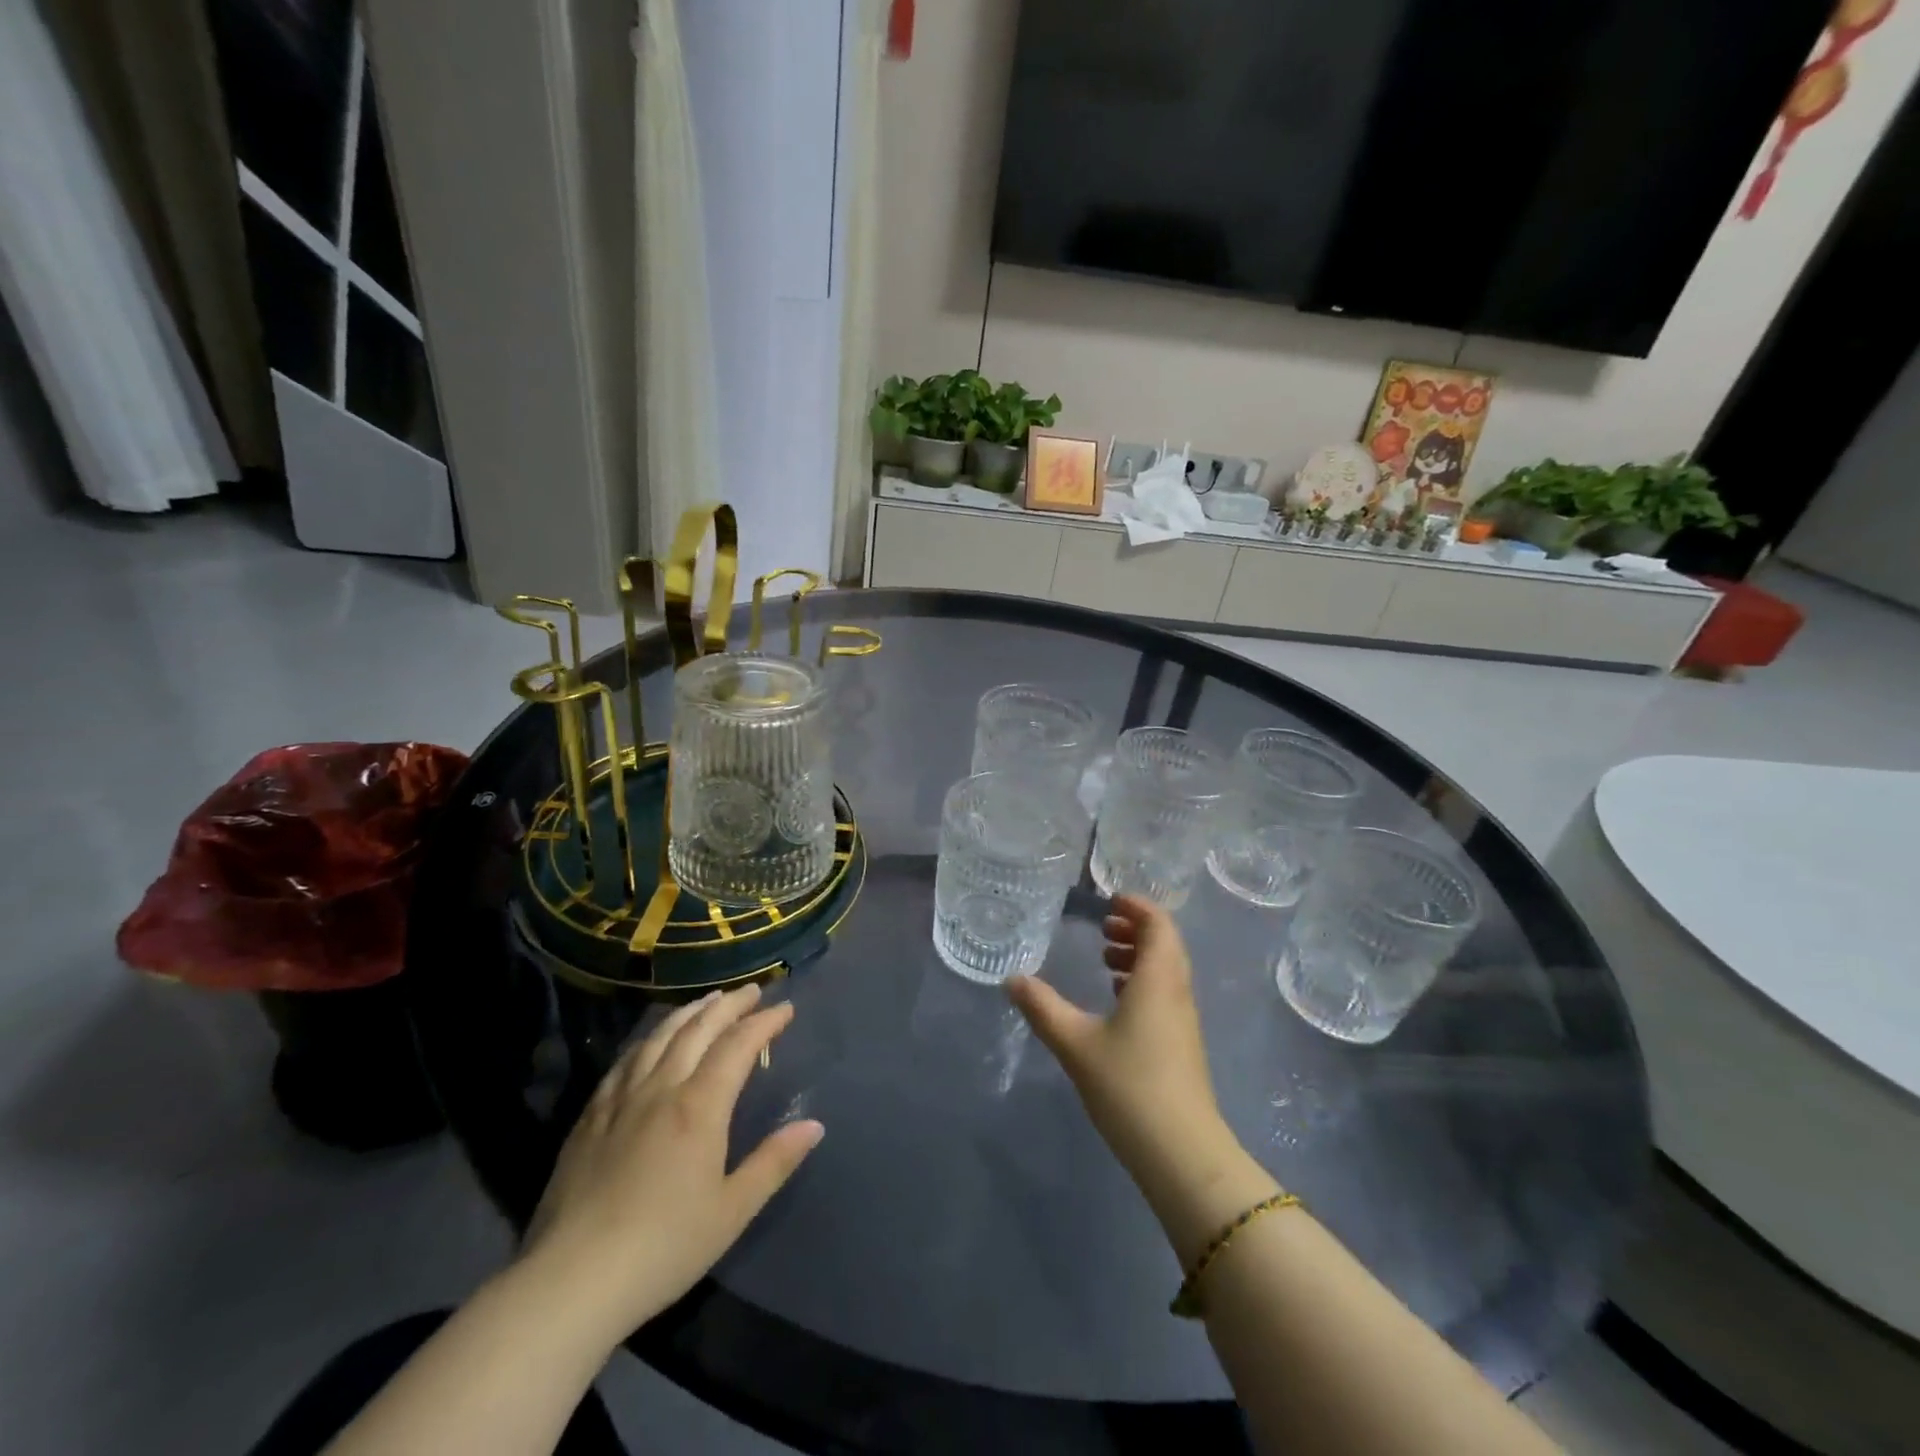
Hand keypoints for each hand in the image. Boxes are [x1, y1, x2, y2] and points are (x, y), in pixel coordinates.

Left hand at [519, 984, 823, 1338]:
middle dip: (729, 1005)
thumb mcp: (732, 1211)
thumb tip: (813, 1125)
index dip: (764, 1022)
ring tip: (708, 1000)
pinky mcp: (590, 1117)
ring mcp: (621, 1099)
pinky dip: (649, 1038)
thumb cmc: (663, 1248)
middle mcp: (661, 1088)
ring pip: (660, 1037)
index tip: (785, 1008)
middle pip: (699, 1028)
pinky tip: (652, 1040)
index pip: (739, 1045)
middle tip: (752, 990)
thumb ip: (774, 1162)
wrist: (570, 1282)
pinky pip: (626, 1060)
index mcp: (700, 1106)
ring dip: (690, 1012)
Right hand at [1008, 896, 1271, 1260]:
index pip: (1159, 923)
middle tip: (1103, 927)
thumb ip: (1042, 1007)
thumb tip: (1011, 979)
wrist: (1181, 1152)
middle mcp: (1177, 991)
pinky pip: (1165, 993)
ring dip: (1139, 955)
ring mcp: (1184, 1020)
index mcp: (1157, 979)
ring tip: (1104, 959)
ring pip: (1166, 970)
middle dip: (1136, 927)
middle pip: (1165, 943)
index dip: (1136, 906)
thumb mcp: (1075, 1043)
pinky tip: (1115, 1001)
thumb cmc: (1128, 1085)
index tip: (1108, 900)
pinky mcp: (1182, 1045)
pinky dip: (1143, 981)